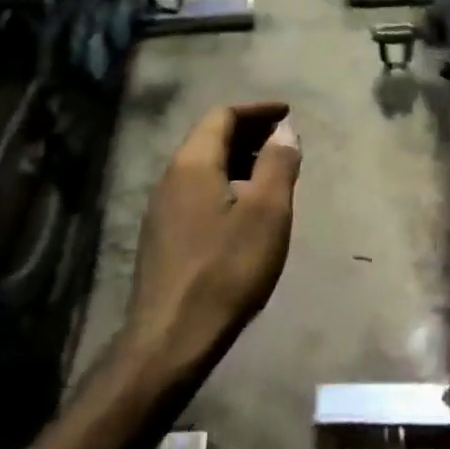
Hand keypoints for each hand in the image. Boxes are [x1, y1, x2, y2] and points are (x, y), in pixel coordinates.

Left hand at [126, 103, 302, 375]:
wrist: (171, 338)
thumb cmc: (226, 270)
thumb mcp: (267, 213)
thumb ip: (278, 165)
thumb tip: (285, 130)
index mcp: (193, 164)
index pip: (223, 116)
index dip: (257, 110)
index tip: (287, 113)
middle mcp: (171, 178)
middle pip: (210, 138)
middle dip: (249, 132)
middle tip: (284, 139)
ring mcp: (162, 209)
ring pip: (203, 167)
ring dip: (238, 159)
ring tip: (271, 171)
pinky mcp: (163, 237)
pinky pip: (198, 191)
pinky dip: (226, 183)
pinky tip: (246, 209)